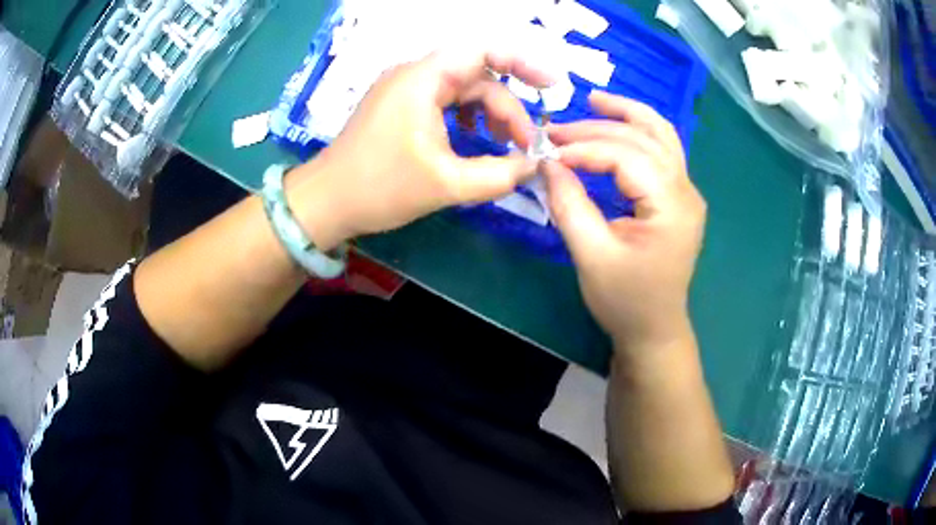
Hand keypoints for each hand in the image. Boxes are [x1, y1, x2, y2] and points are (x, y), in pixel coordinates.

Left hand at [287, 48, 551, 248]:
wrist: (326, 202)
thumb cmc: (379, 189)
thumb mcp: (446, 185)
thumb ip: (498, 175)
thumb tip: (534, 166)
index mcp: (423, 79)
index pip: (483, 51)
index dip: (523, 62)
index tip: (551, 88)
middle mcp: (415, 74)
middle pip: (477, 75)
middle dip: (506, 106)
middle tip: (525, 145)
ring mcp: (405, 88)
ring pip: (462, 88)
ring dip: (489, 112)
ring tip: (504, 145)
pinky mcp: (400, 104)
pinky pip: (445, 99)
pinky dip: (467, 116)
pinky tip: (474, 139)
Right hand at [542, 91, 705, 354]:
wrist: (654, 329)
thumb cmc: (625, 300)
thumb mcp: (591, 255)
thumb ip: (569, 204)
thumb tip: (547, 162)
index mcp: (671, 206)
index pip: (626, 156)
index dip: (583, 149)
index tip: (547, 153)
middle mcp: (686, 190)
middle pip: (644, 137)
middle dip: (598, 128)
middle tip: (555, 130)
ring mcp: (687, 192)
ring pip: (661, 135)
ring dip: (628, 114)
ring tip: (594, 101)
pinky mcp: (679, 197)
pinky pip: (662, 151)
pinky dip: (638, 133)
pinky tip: (616, 127)